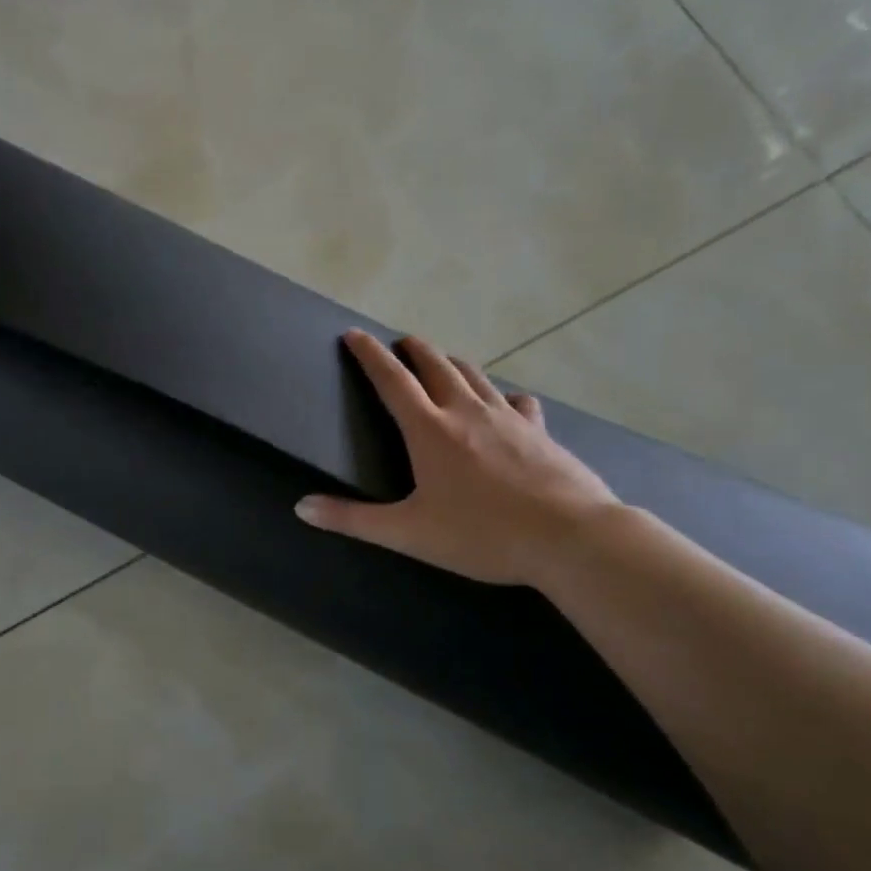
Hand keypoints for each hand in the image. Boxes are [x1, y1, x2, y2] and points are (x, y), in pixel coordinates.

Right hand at [295, 330, 621, 586]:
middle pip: (436, 366)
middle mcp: (467, 412)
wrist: (569, 537)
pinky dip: (502, 396)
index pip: (392, 381)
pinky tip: (506, 404)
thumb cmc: (482, 535)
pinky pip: (516, 402)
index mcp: (430, 431)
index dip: (370, 356)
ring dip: (453, 363)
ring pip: (475, 376)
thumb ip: (353, 520)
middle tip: (401, 343)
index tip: (354, 334)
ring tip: (442, 361)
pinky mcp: (540, 432)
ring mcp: (508, 418)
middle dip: (414, 350)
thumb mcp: (408, 533)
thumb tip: (301, 507)